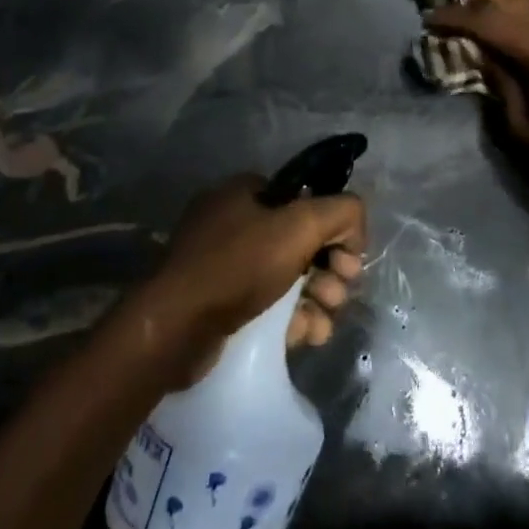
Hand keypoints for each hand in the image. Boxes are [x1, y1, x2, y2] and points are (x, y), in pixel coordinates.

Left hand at [142, 174, 366, 379]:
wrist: (174, 329)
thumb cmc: (238, 266)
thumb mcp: (299, 226)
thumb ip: (341, 212)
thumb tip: (355, 226)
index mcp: (245, 192)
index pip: (306, 200)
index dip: (334, 228)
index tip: (348, 258)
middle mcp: (234, 222)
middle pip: (301, 241)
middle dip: (329, 269)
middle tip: (339, 292)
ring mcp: (224, 265)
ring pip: (288, 277)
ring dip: (317, 298)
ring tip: (323, 322)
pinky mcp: (220, 304)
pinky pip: (269, 305)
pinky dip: (293, 318)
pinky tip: (308, 335)